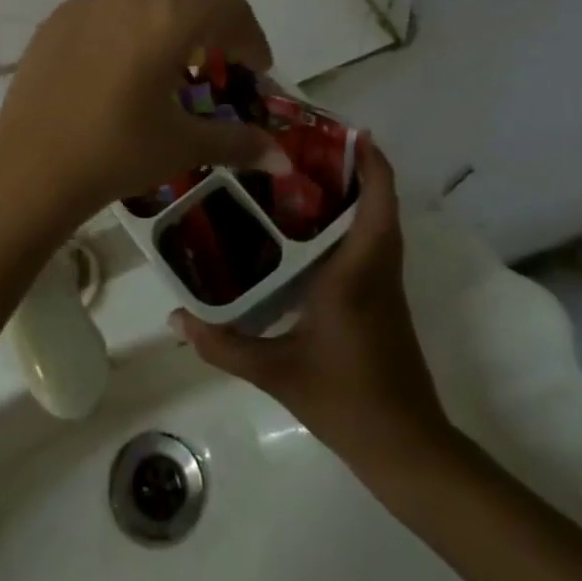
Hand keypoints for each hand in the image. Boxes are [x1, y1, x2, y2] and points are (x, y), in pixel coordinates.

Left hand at [0, 0, 286, 247]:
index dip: (252, 36)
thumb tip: (281, 157)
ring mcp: (87, 4)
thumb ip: (237, 142)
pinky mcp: (56, 19)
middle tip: (216, 56)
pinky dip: (126, 21)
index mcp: (168, 20)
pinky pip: (104, 5)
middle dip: (213, 13)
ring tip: (166, 57)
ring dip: (168, 11)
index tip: (257, 69)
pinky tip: (117, 64)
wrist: (31, 167)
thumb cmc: (116, 153)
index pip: (229, 8)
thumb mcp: (183, 146)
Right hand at [175, 138, 455, 463]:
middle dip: (353, 168)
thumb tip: (174, 318)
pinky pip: (369, 246)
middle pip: (379, 204)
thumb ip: (223, 345)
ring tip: (300, 175)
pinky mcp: (381, 303)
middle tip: (303, 145)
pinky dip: (349, 223)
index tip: (348, 130)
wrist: (406, 450)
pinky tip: (306, 230)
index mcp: (356, 273)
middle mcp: (376, 270)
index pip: (376, 205)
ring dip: (354, 194)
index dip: (372, 163)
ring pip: (376, 225)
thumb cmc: (347, 400)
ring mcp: (383, 287)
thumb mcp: (277, 373)